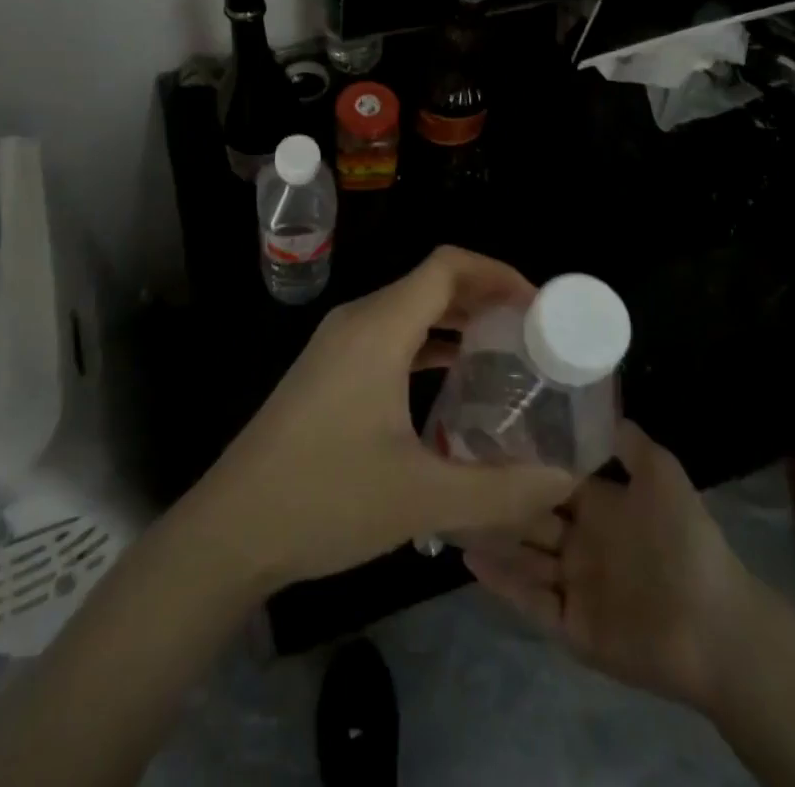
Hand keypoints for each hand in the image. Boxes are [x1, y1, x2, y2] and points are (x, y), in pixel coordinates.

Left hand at [189, 247, 577, 589]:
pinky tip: (454, 381)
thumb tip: (564, 479)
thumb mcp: (421, 500)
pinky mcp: (328, 368)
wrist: (230, 529)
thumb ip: (500, 489)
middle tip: (533, 333)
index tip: (539, 305)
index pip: (447, 266)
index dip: (498, 272)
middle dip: (485, 297)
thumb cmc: (324, 500)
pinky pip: (390, 335)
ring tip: (505, 354)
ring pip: (409, 309)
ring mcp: (338, 343)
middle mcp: (358, 320)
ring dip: (457, 321)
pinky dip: (428, 343)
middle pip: (431, 282)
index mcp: (379, 328)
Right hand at [463, 420, 756, 714]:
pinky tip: (468, 558)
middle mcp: (579, 540)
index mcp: (599, 505)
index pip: (550, 477)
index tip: (483, 433)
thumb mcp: (662, 473)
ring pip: (521, 555)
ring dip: (489, 536)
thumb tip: (596, 401)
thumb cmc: (686, 542)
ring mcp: (573, 584)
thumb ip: (629, 440)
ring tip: (448, 511)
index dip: (521, 459)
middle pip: (528, 515)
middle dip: (496, 497)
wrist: (715, 625)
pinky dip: (500, 582)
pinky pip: (528, 600)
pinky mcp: (570, 625)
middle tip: (450, 471)